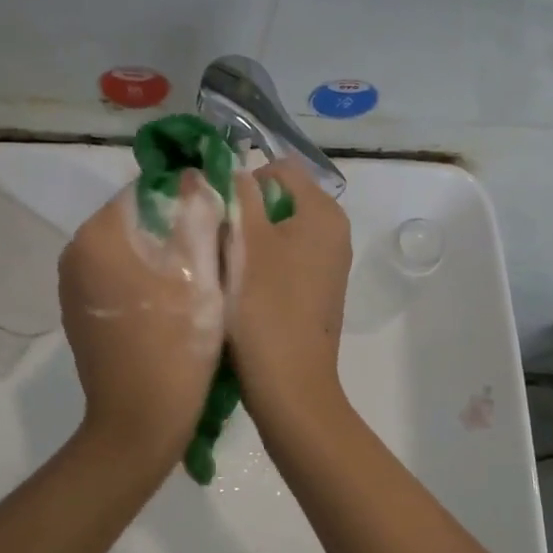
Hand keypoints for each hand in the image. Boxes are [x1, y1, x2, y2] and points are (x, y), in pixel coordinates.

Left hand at [59, 171, 227, 468]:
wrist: (139, 422)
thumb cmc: (177, 343)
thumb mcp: (201, 272)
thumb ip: (197, 213)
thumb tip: (194, 175)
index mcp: (99, 235)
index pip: (147, 190)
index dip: (187, 197)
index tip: (219, 220)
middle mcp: (76, 252)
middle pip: (137, 218)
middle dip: (175, 227)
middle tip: (216, 251)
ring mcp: (74, 285)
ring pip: (130, 248)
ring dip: (163, 253)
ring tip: (200, 278)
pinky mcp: (80, 311)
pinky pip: (118, 276)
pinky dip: (145, 278)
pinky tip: (173, 303)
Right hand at [227, 160, 352, 431]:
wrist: (289, 384)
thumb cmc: (264, 306)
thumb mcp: (244, 240)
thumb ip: (238, 194)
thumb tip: (232, 170)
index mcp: (323, 211)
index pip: (279, 168)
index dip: (244, 182)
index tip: (220, 213)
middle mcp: (335, 231)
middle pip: (280, 199)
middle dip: (246, 213)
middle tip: (218, 240)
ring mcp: (330, 263)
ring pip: (280, 231)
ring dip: (251, 241)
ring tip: (227, 267)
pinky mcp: (319, 289)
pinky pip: (287, 259)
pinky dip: (264, 264)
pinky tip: (244, 289)